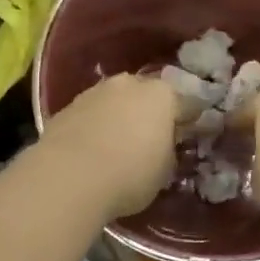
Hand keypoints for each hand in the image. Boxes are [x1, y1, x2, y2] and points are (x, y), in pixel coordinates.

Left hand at [37, 73, 179, 220]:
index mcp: (163, 95)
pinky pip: (92, 114)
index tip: (190, 135)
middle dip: (151, 112)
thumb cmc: (130, 174)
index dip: (191, 121)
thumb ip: (169, 150)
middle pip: (148, 95)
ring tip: (118, 144)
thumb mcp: (165, 170)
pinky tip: (93, 148)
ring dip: (120, 116)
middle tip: (152, 138)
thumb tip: (163, 145)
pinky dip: (96, 126)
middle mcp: (130, 84)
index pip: (188, 104)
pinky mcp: (67, 106)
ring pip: (116, 101)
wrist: (69, 176)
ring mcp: (96, 91)